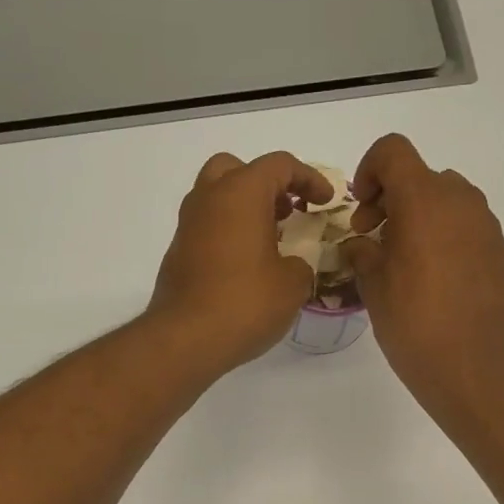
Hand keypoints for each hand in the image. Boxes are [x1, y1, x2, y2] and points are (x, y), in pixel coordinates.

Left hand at [148, 151, 325, 372]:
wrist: (185, 338)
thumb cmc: (245, 303)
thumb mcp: (292, 284)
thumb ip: (300, 264)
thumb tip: (290, 266)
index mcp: (241, 192)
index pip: (280, 165)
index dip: (309, 178)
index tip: (325, 202)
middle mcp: (209, 199)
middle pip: (236, 169)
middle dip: (265, 184)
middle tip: (287, 210)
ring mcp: (188, 225)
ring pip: (216, 197)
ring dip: (244, 209)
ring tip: (270, 239)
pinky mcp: (178, 253)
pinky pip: (207, 228)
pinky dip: (228, 233)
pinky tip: (246, 265)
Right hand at [344, 134, 503, 418]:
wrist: (473, 366)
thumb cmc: (414, 324)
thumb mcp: (373, 287)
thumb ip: (362, 252)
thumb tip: (360, 244)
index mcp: (424, 200)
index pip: (393, 152)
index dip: (369, 170)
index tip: (361, 209)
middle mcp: (459, 200)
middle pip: (419, 176)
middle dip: (391, 199)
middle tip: (373, 239)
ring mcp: (484, 224)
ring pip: (444, 199)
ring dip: (417, 216)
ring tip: (402, 260)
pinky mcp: (497, 249)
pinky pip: (463, 224)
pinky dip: (441, 234)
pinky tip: (430, 277)